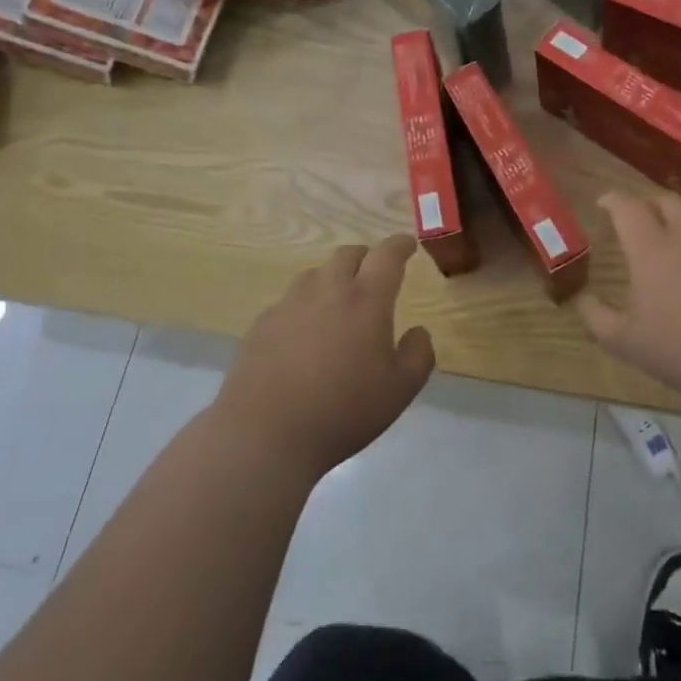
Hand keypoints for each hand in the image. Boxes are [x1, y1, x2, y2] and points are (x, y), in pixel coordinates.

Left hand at [215, 234, 434, 481]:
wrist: (265, 435)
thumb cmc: (343, 411)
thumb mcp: (400, 390)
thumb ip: (419, 354)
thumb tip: (418, 331)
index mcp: (366, 300)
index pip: (387, 256)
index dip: (400, 245)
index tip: (408, 245)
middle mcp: (327, 291)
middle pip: (347, 255)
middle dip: (366, 257)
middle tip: (374, 273)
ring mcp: (289, 305)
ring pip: (315, 274)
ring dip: (333, 278)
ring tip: (338, 301)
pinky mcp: (262, 324)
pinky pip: (289, 301)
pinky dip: (305, 306)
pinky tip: (304, 334)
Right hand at [578, 191, 680, 413]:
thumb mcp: (627, 343)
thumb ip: (598, 318)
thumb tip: (584, 299)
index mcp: (653, 247)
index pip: (628, 207)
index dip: (612, 200)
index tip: (603, 203)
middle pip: (667, 201)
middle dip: (648, 204)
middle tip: (638, 221)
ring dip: (679, 223)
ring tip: (671, 247)